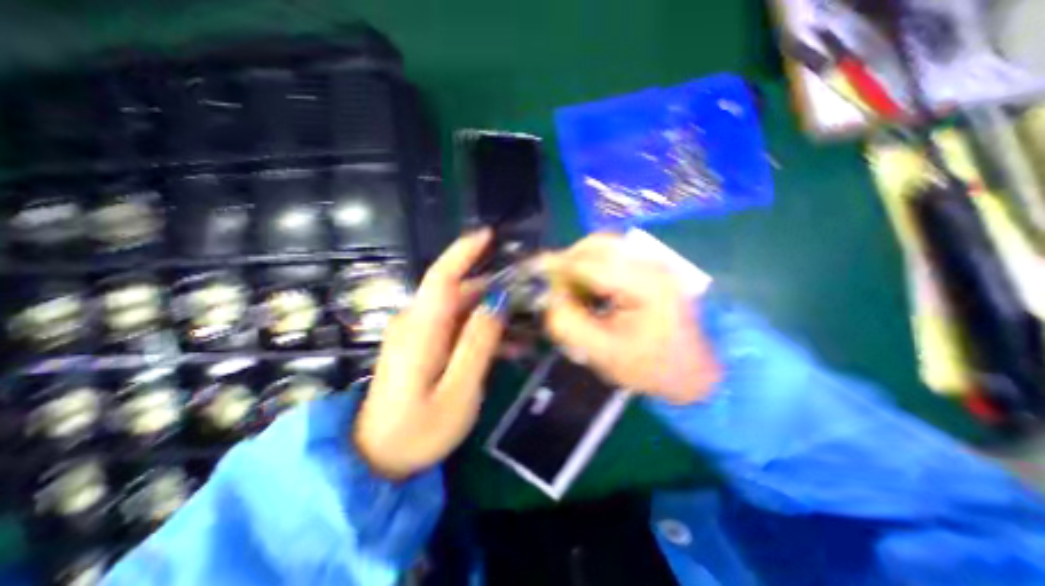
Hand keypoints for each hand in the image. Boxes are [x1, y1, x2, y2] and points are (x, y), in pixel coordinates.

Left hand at [354, 228, 504, 481]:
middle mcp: (416, 323)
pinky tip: (510, 347)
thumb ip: (478, 345)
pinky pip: (457, 328)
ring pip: (462, 311)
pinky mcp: (424, 346)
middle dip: (496, 289)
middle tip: (530, 296)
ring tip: (528, 329)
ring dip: (494, 315)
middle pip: (459, 292)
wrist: (376, 460)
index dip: (464, 252)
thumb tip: (498, 303)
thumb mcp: (458, 392)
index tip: (489, 235)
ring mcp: (419, 334)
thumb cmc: (417, 432)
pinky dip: (482, 331)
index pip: (442, 277)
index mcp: (420, 329)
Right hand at [538, 231, 719, 401]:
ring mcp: (654, 261)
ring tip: (571, 291)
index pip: (588, 263)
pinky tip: (589, 290)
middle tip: (553, 287)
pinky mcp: (651, 266)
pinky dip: (593, 267)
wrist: (693, 369)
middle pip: (596, 244)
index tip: (533, 278)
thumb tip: (548, 295)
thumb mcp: (602, 353)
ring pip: (603, 247)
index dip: (556, 268)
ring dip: (579, 264)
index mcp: (644, 284)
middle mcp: (651, 262)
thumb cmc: (650, 366)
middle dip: (567, 262)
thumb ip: (568, 323)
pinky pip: (612, 256)